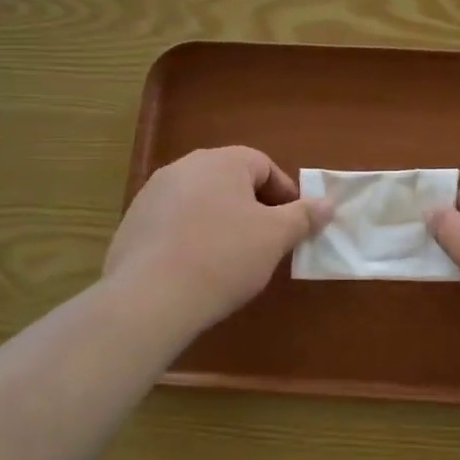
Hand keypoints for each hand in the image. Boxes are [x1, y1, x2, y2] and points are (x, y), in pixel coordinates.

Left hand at [104, 147, 328, 333]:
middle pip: (230, 181)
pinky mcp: (132, 224)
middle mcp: (184, 167)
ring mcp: (152, 195)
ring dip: (221, 221)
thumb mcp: (275, 237)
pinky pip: (174, 223)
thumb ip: (304, 216)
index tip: (293, 225)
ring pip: (201, 201)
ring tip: (231, 258)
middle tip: (266, 241)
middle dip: (253, 207)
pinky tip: (196, 268)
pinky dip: (190, 237)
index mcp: (221, 161)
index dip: (284, 194)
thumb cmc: (224, 257)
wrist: (150, 298)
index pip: (263, 166)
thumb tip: (328, 204)